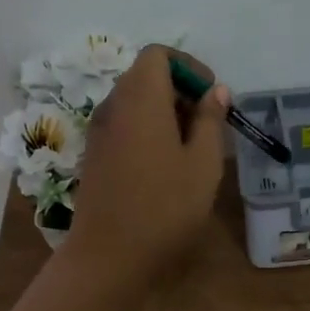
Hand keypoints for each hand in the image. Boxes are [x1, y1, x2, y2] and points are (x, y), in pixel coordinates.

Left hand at [66, 46, 229, 282]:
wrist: (107, 256)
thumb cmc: (164, 206)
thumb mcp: (203, 163)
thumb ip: (211, 120)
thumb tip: (215, 91)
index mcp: (141, 98)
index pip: (158, 54)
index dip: (188, 66)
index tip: (211, 96)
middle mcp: (114, 105)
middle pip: (145, 75)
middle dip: (180, 89)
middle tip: (208, 124)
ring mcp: (99, 130)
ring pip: (134, 101)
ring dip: (164, 111)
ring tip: (192, 147)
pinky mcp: (94, 154)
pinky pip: (123, 124)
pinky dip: (147, 128)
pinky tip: (166, 164)